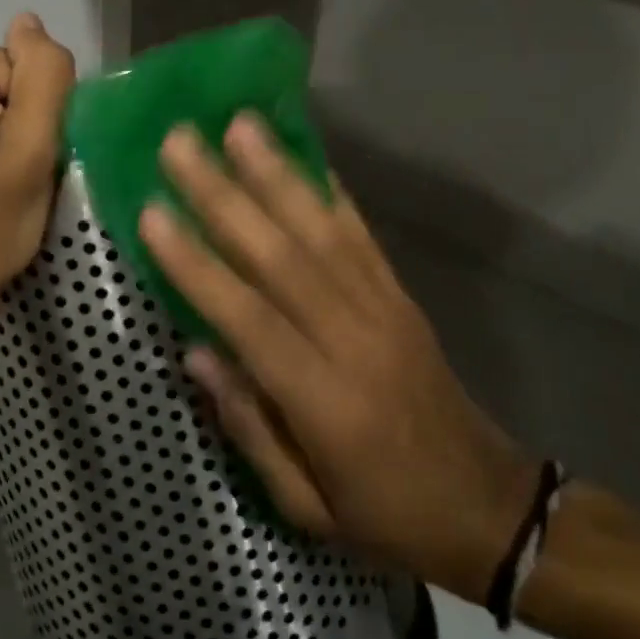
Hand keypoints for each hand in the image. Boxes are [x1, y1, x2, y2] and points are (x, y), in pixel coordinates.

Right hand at [139, 114, 535, 602]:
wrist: (487, 504)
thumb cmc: (384, 514)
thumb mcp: (306, 506)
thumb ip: (249, 428)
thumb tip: (196, 351)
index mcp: (323, 401)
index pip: (248, 318)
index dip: (197, 264)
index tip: (152, 212)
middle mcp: (352, 339)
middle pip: (280, 256)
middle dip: (224, 195)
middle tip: (180, 143)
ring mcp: (384, 309)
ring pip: (320, 230)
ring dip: (276, 173)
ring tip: (238, 124)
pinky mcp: (402, 296)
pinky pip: (362, 235)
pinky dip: (330, 190)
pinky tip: (304, 155)